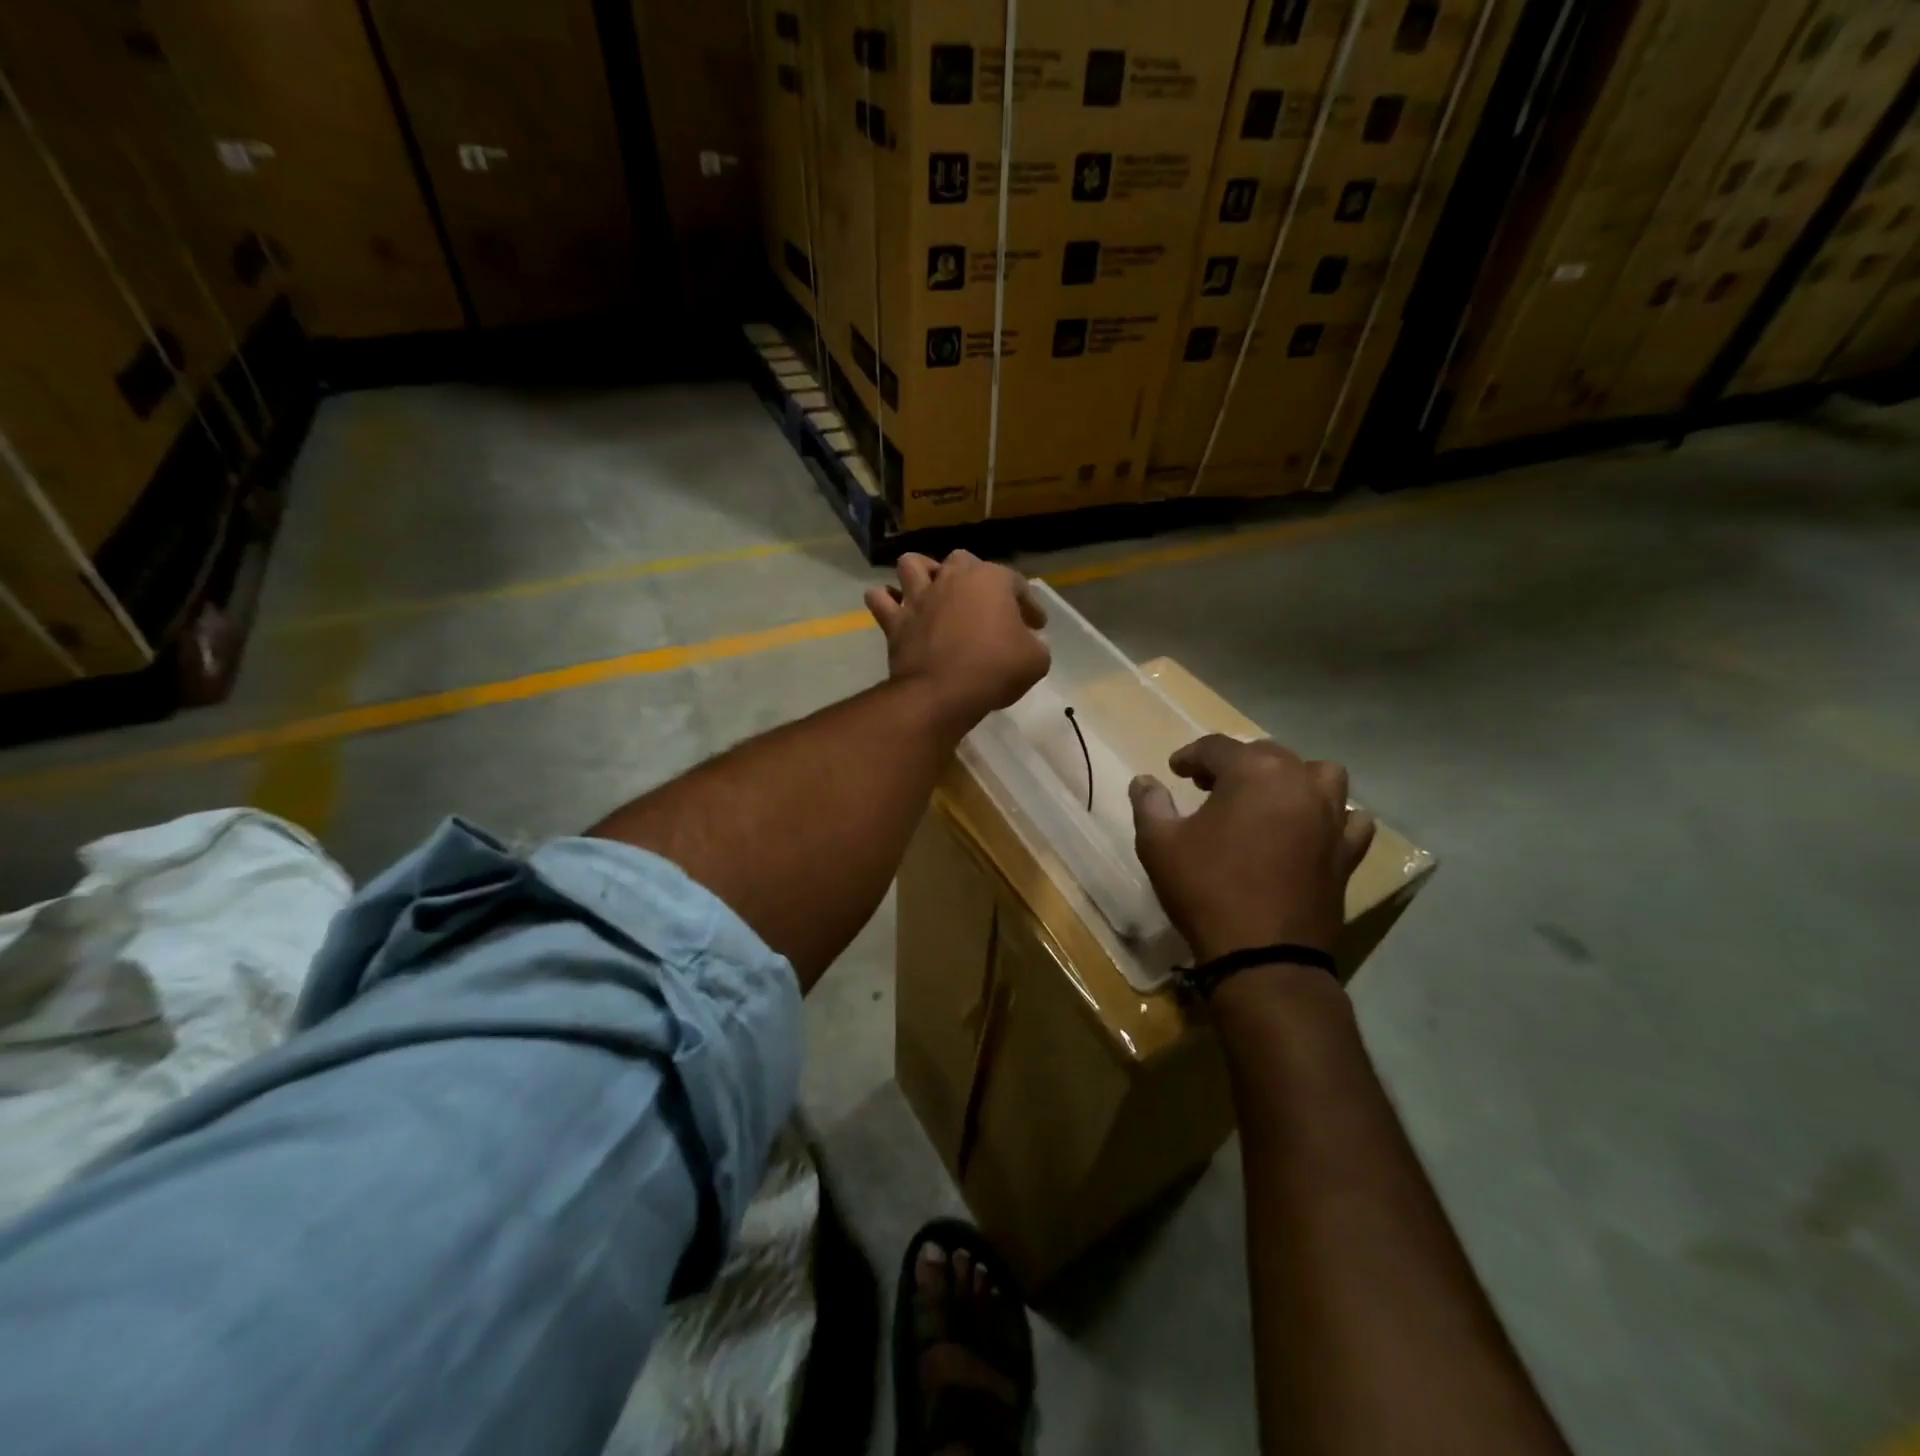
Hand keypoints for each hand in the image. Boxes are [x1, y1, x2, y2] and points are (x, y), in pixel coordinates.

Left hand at [865, 551, 1049, 731]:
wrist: (942, 693)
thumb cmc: (995, 670)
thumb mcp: (1036, 660)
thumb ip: (1035, 644)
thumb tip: (1028, 642)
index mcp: (990, 580)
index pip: (1016, 584)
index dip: (1029, 604)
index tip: (1036, 625)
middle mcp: (952, 578)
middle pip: (962, 561)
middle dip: (974, 577)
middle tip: (983, 604)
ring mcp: (919, 596)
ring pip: (912, 564)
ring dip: (922, 573)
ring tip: (931, 589)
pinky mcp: (895, 620)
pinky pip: (880, 599)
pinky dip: (885, 600)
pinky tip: (895, 608)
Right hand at [1130, 735, 1375, 964]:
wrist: (1262, 954)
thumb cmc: (1206, 889)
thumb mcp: (1159, 843)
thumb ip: (1150, 804)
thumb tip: (1144, 781)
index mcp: (1253, 772)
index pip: (1216, 747)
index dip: (1190, 755)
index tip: (1174, 771)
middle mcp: (1298, 782)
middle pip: (1266, 754)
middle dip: (1235, 764)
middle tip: (1209, 786)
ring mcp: (1330, 817)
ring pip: (1319, 775)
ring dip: (1291, 778)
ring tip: (1267, 798)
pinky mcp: (1347, 852)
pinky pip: (1350, 820)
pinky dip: (1333, 816)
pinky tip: (1312, 828)